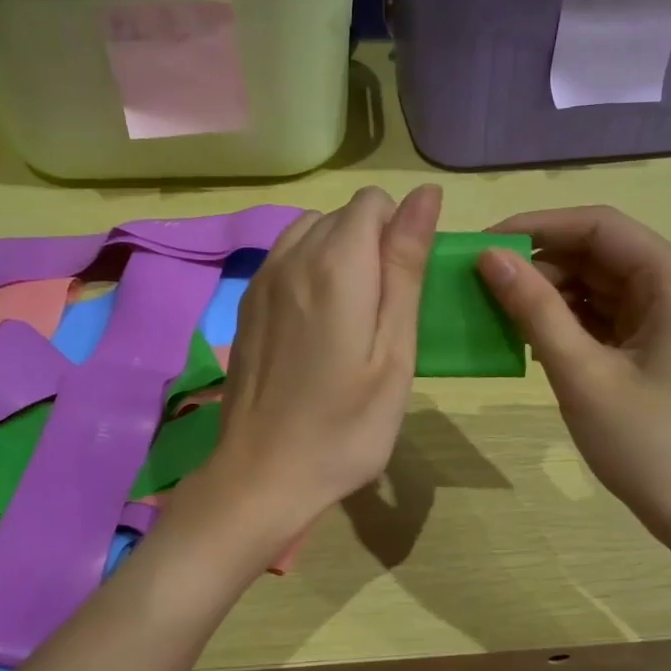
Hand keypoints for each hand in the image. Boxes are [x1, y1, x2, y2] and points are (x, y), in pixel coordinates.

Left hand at [202, 185, 440, 528]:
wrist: (263, 475)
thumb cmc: (345, 427)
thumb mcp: (394, 353)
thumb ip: (405, 268)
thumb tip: (423, 195)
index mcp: (335, 265)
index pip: (374, 203)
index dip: (400, 233)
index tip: (407, 288)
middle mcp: (290, 258)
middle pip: (341, 217)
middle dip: (372, 245)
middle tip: (385, 316)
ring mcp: (261, 282)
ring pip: (310, 234)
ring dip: (340, 258)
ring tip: (353, 318)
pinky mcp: (246, 307)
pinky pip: (284, 262)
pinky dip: (310, 275)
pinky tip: (318, 328)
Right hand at [477, 205, 670, 547]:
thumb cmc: (645, 443)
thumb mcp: (582, 373)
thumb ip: (535, 310)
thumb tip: (488, 257)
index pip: (599, 227)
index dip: (538, 226)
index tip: (483, 243)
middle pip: (598, 252)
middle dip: (540, 264)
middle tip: (480, 284)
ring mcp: (668, 315)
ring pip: (596, 283)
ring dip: (548, 294)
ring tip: (496, 312)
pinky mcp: (654, 342)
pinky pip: (602, 314)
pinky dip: (565, 321)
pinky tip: (528, 338)